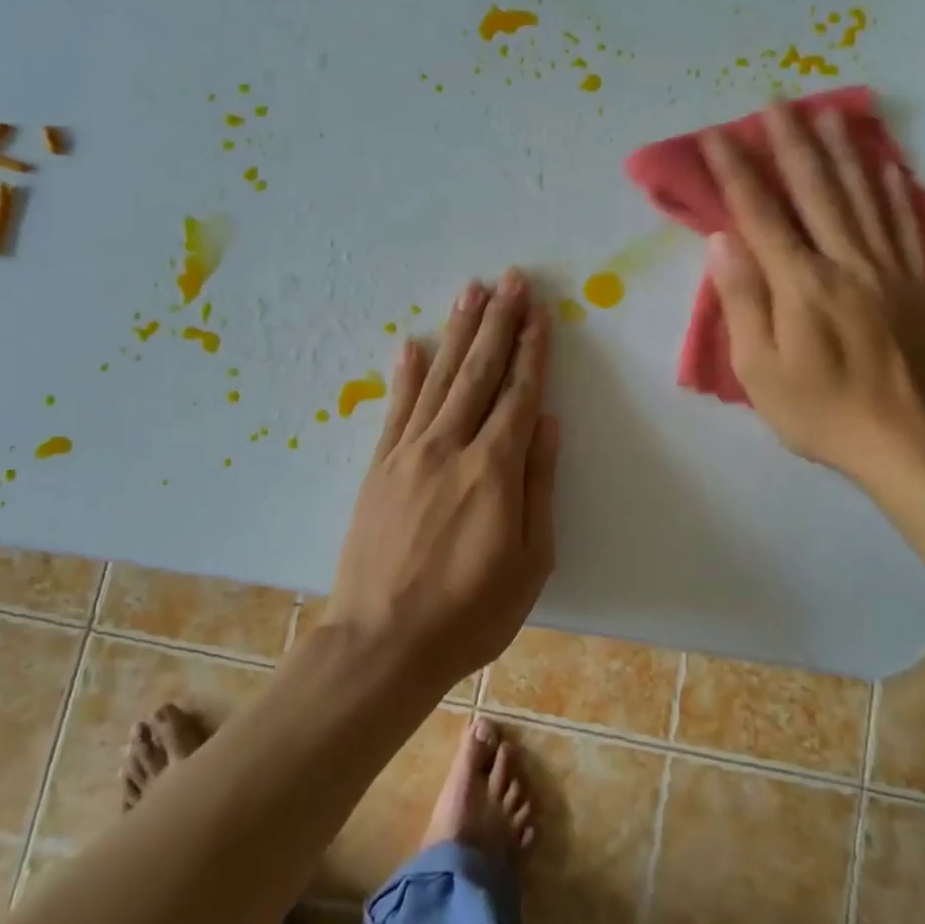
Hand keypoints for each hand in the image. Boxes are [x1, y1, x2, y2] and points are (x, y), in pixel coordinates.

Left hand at [326, 270, 559, 694]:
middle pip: (479, 372)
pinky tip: (410, 344)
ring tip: (471, 292)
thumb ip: (539, 486)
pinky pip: (395, 409)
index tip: (539, 311)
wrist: (381, 644)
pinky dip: (404, 374)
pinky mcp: (377, 467)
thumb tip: (547, 423)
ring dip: (457, 333)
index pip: (518, 394)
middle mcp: (450, 447)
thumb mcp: (529, 562)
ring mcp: (407, 453)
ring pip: (438, 378)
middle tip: (511, 279)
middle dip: (498, 322)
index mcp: (494, 470)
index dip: (531, 350)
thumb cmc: (469, 613)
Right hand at [701, 101, 924, 489]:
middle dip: (791, 144)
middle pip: (816, 191)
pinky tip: (886, 164)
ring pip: (863, 196)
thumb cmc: (818, 410)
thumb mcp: (759, 369)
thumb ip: (743, 300)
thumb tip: (723, 241)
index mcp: (801, 284)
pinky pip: (904, 225)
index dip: (737, 172)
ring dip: (843, 151)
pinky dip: (894, 190)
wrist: (903, 442)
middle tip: (777, 101)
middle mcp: (846, 262)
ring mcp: (887, 269)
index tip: (718, 136)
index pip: (761, 215)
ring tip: (828, 112)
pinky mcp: (916, 283)